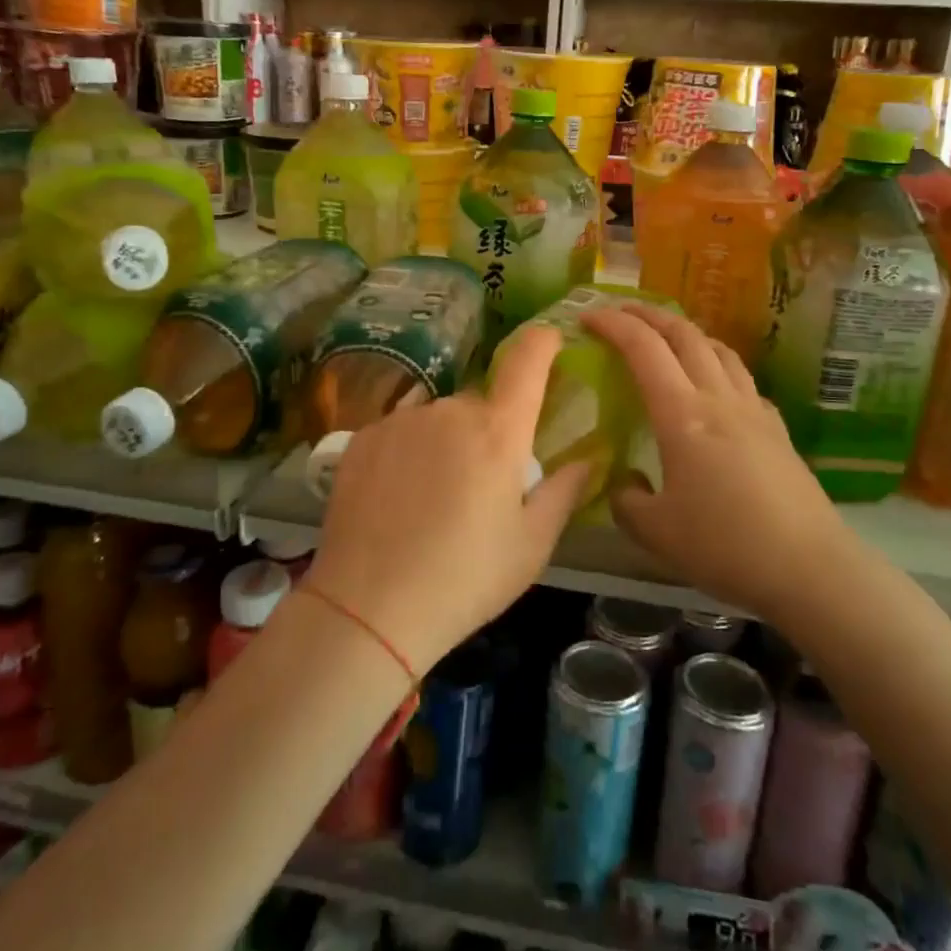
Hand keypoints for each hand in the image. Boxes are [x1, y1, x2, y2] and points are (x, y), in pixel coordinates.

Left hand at [305, 324, 593, 675]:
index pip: (528, 359)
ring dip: (445, 441)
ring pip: (437, 417)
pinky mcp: (361, 438)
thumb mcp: (531, 545)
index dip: (543, 342)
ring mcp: (399, 421)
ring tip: (433, 499)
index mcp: (498, 431)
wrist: (368, 608)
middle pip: (480, 402)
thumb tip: (589, 458)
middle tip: (483, 485)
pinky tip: (397, 498)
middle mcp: (448, 411)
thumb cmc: (465, 579)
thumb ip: (564, 491)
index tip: (551, 343)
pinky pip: (399, 431)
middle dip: (490, 430)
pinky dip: (407, 453)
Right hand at [582, 304, 846, 619]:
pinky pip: (741, 378)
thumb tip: (625, 484)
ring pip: (718, 348)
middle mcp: (718, 398)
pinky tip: (712, 387)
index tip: (587, 317)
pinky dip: (716, 365)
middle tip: (620, 313)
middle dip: (647, 314)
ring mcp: (753, 410)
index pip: (643, 348)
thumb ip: (626, 501)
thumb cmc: (727, 546)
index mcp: (682, 415)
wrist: (810, 568)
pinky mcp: (776, 428)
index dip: (613, 325)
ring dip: (685, 332)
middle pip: (684, 334)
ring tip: (664, 338)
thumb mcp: (656, 532)